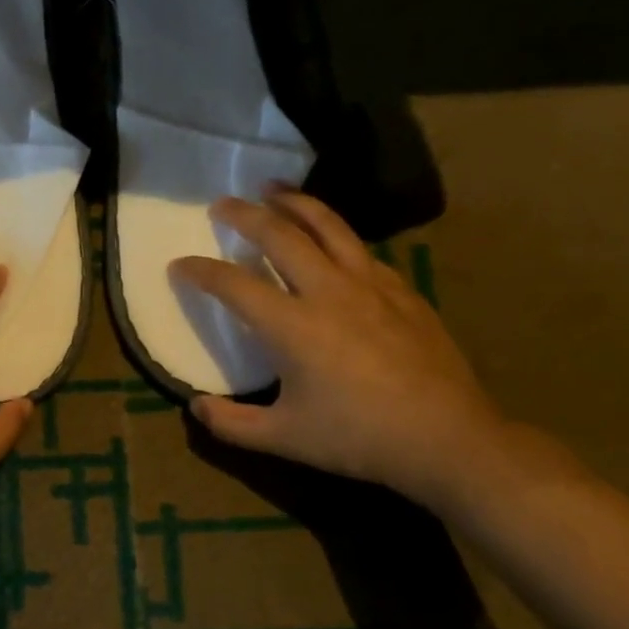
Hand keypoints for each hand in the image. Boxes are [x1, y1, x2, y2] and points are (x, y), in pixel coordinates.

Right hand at [172, 189, 506, 504]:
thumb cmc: (360, 438)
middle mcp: (327, 291)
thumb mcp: (285, 439)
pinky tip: (331, 240)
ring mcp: (370, 284)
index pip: (233, 284)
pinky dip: (335, 233)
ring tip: (273, 189)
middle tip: (222, 205)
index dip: (199, 271)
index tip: (179, 265)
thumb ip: (232, 424)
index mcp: (292, 326)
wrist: (449, 439)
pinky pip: (360, 248)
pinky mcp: (401, 289)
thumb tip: (194, 407)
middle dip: (244, 214)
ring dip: (294, 202)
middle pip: (279, 234)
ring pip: (327, 225)